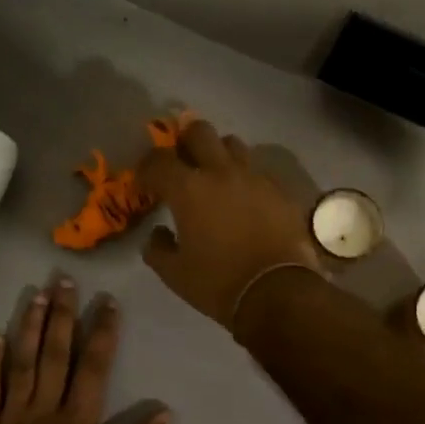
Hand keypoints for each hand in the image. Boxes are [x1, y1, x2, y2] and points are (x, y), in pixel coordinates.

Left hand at [0, 278, 171, 423]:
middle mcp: (44, 410)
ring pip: (22, 363)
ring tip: (36, 295)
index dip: (103, 332)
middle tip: (65, 281)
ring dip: (30, 327)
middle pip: (55, 354)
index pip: (94, 367)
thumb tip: (166, 414)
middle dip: (63, 315)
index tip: (108, 302)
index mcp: (77, 422)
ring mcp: (11, 418)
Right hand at [139, 118, 323, 333]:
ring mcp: (255, 178)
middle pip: (199, 131)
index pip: (158, 161)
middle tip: (181, 164)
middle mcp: (221, 172)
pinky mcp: (280, 190)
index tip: (144, 183)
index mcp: (189, 189)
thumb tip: (158, 234)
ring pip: (233, 144)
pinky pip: (257, 171)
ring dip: (218, 154)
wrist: (279, 292)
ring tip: (215, 176)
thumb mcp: (175, 274)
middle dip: (184, 142)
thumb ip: (158, 248)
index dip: (146, 168)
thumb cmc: (218, 283)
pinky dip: (245, 178)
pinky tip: (244, 199)